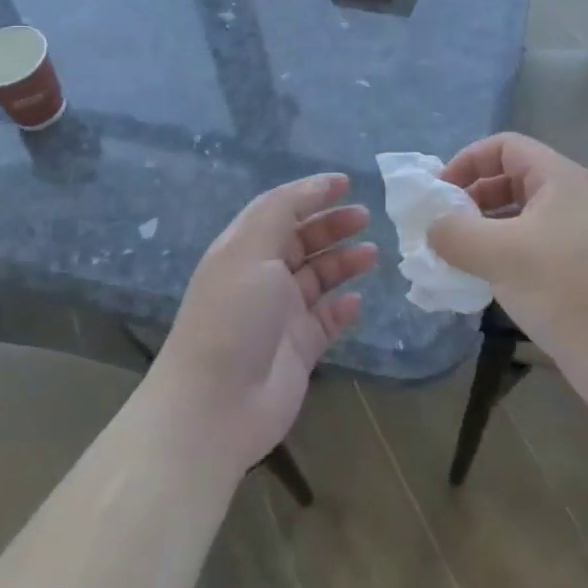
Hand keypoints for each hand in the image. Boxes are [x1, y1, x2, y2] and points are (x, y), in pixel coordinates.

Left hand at [154, 174, 376, 474]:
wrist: (215, 405)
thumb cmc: (233, 316)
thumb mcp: (251, 249)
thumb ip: (283, 211)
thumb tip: (317, 185)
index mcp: (244, 249)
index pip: (280, 210)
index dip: (311, 193)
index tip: (346, 182)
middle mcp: (261, 277)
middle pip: (302, 241)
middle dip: (332, 225)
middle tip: (366, 217)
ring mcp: (280, 315)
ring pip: (318, 278)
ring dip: (343, 262)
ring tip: (372, 254)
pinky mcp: (299, 349)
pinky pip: (327, 319)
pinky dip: (343, 308)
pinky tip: (358, 301)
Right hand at [429, 133, 587, 421]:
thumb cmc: (570, 289)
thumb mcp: (501, 254)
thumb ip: (455, 234)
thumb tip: (431, 228)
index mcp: (558, 178)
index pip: (504, 147)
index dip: (467, 161)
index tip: (438, 194)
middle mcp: (568, 200)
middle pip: (509, 181)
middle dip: (470, 199)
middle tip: (439, 230)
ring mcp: (575, 240)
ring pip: (517, 221)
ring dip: (481, 234)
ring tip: (451, 260)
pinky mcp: (576, 276)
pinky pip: (528, 254)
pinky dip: (500, 261)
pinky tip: (479, 286)